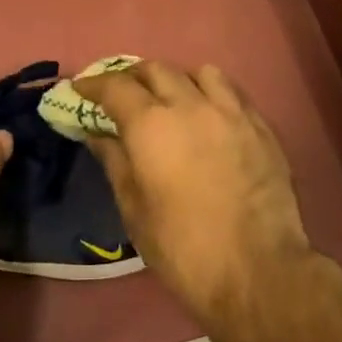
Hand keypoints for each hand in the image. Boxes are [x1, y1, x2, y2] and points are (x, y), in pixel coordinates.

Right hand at [75, 61, 315, 321]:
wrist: (259, 272)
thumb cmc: (183, 248)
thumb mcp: (134, 210)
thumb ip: (115, 162)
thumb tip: (98, 134)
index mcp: (151, 125)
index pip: (115, 86)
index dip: (93, 84)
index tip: (81, 88)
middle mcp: (190, 105)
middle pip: (155, 69)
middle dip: (132, 77)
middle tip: (121, 95)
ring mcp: (230, 112)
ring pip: (198, 72)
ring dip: (177, 79)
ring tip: (171, 98)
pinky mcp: (261, 126)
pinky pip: (231, 92)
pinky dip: (211, 93)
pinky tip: (209, 115)